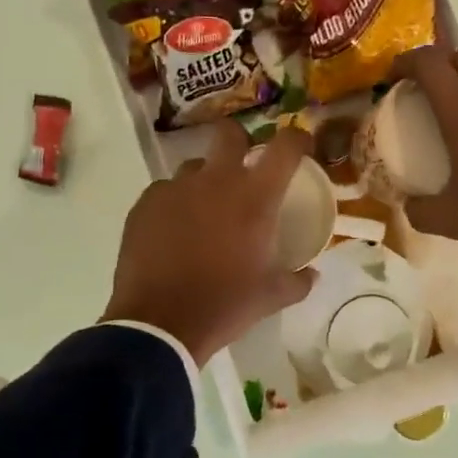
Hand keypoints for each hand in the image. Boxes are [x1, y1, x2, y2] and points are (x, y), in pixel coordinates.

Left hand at [102, 123, 317, 365]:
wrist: (160, 324)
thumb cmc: (225, 305)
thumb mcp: (271, 297)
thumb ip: (298, 281)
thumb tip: (311, 275)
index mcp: (255, 197)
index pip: (285, 146)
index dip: (297, 139)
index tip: (300, 147)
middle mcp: (216, 180)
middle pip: (230, 133)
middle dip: (240, 141)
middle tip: (244, 166)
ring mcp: (177, 188)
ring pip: (194, 166)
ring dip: (205, 180)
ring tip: (204, 211)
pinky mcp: (146, 203)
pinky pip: (166, 191)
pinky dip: (175, 204)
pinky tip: (174, 232)